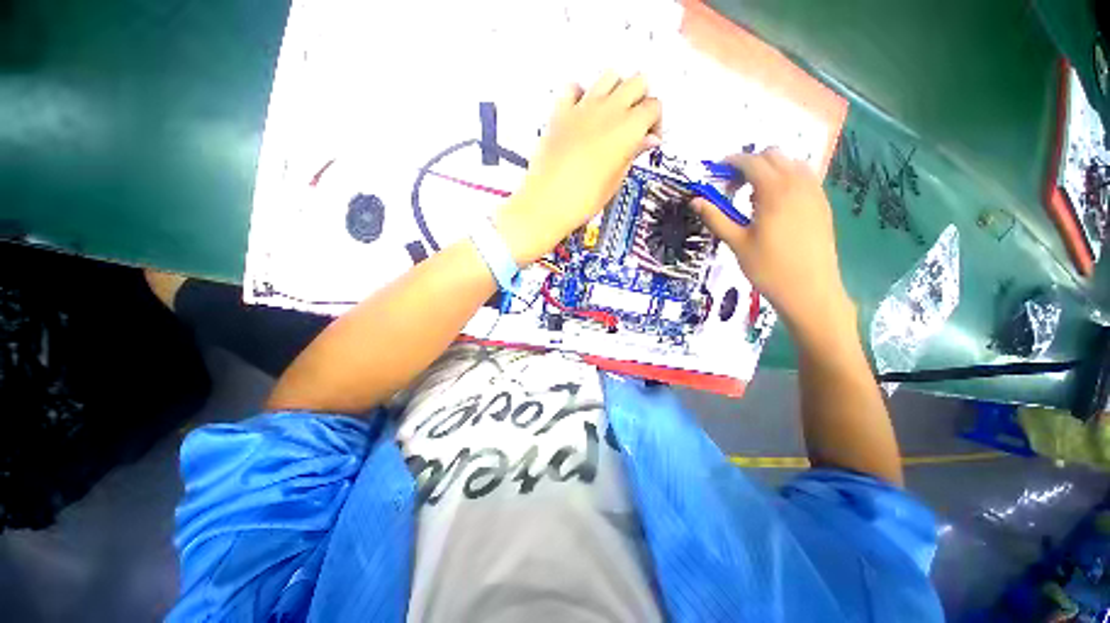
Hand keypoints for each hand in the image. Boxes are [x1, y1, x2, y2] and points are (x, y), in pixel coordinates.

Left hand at [496, 72, 661, 264]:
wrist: (547, 203)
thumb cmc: (582, 200)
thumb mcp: (615, 181)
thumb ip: (632, 154)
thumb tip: (646, 141)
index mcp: (627, 130)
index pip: (654, 107)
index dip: (655, 122)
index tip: (649, 138)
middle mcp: (608, 111)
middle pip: (637, 81)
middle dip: (641, 99)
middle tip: (635, 123)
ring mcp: (582, 108)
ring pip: (610, 76)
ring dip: (616, 90)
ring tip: (612, 114)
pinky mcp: (560, 112)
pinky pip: (573, 87)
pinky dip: (581, 93)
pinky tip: (582, 111)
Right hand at [692, 148, 853, 335]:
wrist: (810, 290)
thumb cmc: (768, 268)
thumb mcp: (736, 243)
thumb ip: (716, 218)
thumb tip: (695, 201)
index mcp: (775, 191)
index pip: (751, 162)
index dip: (731, 162)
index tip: (716, 172)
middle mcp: (798, 184)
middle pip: (773, 155)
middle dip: (750, 164)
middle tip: (733, 189)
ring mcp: (814, 193)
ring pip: (791, 164)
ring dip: (769, 170)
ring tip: (753, 197)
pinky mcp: (822, 205)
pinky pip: (804, 178)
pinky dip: (786, 180)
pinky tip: (775, 205)